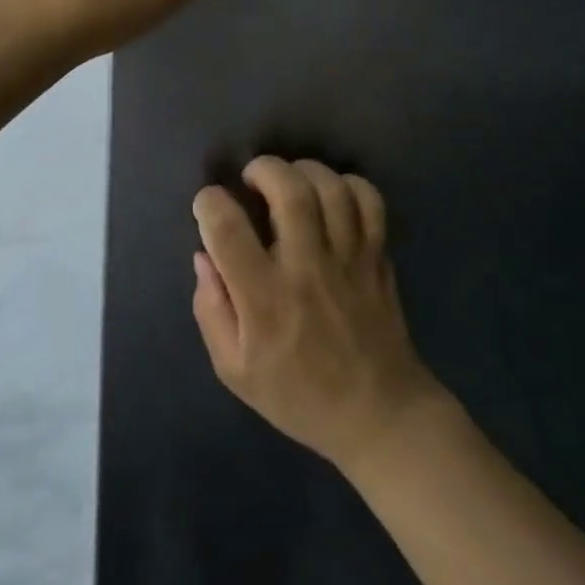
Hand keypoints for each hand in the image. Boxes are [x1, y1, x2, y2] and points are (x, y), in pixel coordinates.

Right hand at [192, 156, 446, 473]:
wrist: (380, 416)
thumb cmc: (299, 395)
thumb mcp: (236, 371)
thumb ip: (211, 311)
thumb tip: (204, 256)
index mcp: (265, 300)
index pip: (227, 230)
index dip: (209, 202)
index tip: (208, 205)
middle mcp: (306, 270)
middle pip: (288, 191)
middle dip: (263, 168)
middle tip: (252, 178)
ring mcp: (348, 260)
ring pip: (330, 188)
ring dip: (303, 170)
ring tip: (289, 181)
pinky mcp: (377, 256)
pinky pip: (369, 201)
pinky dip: (348, 184)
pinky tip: (330, 194)